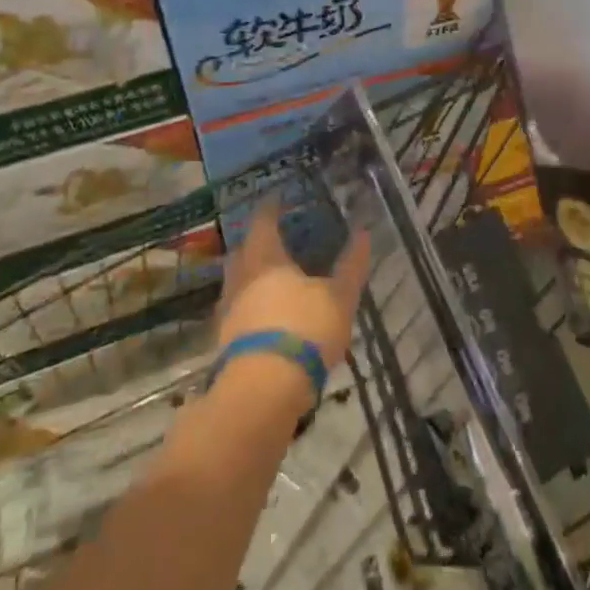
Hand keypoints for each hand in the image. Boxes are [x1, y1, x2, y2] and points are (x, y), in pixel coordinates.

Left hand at [217, 206, 371, 373]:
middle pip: (244, 252)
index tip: (277, 199)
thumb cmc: (304, 329)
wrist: (263, 390)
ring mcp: (229, 311)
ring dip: (250, 275)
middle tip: (271, 237)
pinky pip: (236, 312)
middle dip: (256, 242)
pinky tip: (262, 316)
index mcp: (267, 259)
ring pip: (236, 282)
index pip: (264, 223)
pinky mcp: (225, 343)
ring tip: (268, 277)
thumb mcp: (339, 297)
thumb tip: (364, 232)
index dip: (270, 209)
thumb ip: (351, 265)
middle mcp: (242, 278)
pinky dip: (248, 306)